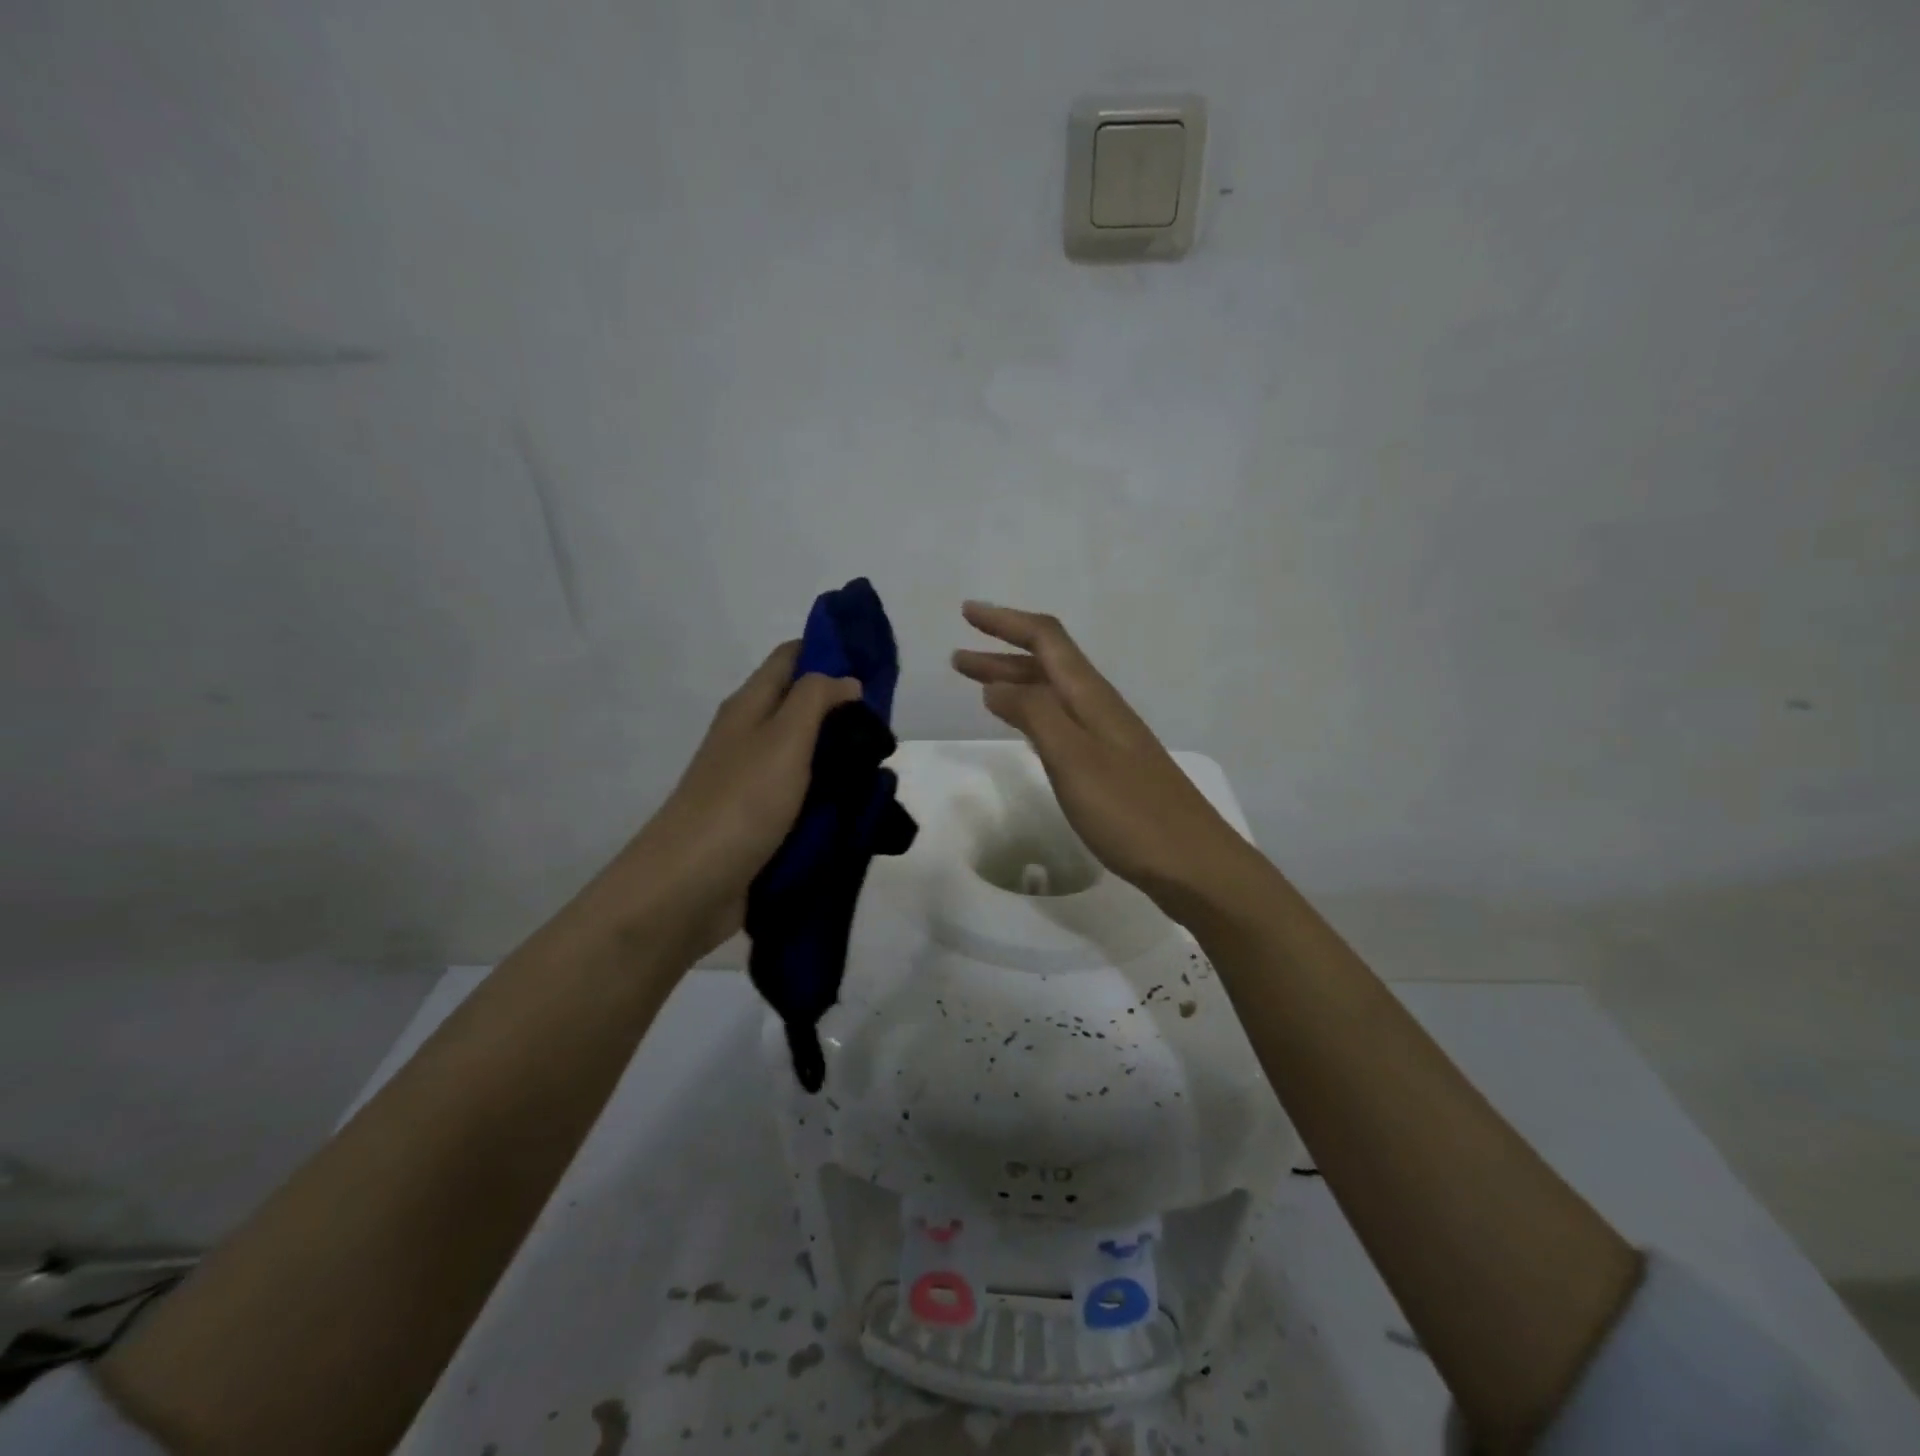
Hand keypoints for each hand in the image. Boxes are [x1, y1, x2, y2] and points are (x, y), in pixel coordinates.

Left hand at [606, 642, 860, 956]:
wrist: (689, 886)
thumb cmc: (741, 802)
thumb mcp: (784, 738)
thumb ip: (817, 699)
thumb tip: (846, 680)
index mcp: (750, 706)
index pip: (791, 658)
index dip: (830, 652)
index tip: (875, 666)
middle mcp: (750, 737)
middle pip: (802, 707)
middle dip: (845, 711)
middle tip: (887, 728)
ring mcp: (754, 782)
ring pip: (807, 755)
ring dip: (841, 757)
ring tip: (881, 768)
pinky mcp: (761, 821)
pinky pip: (803, 797)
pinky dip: (830, 796)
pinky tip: (859, 806)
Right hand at [952, 602, 1250, 913]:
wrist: (1193, 863)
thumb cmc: (1130, 811)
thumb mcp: (1073, 759)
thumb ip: (1035, 715)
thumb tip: (996, 685)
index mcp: (1091, 697)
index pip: (1046, 640)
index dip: (1006, 622)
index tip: (967, 613)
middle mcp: (1100, 707)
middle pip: (1047, 665)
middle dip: (1001, 655)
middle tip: (957, 659)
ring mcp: (1107, 737)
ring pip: (1053, 694)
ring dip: (1014, 684)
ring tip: (977, 688)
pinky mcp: (1109, 766)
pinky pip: (1062, 723)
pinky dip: (1032, 714)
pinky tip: (1023, 727)